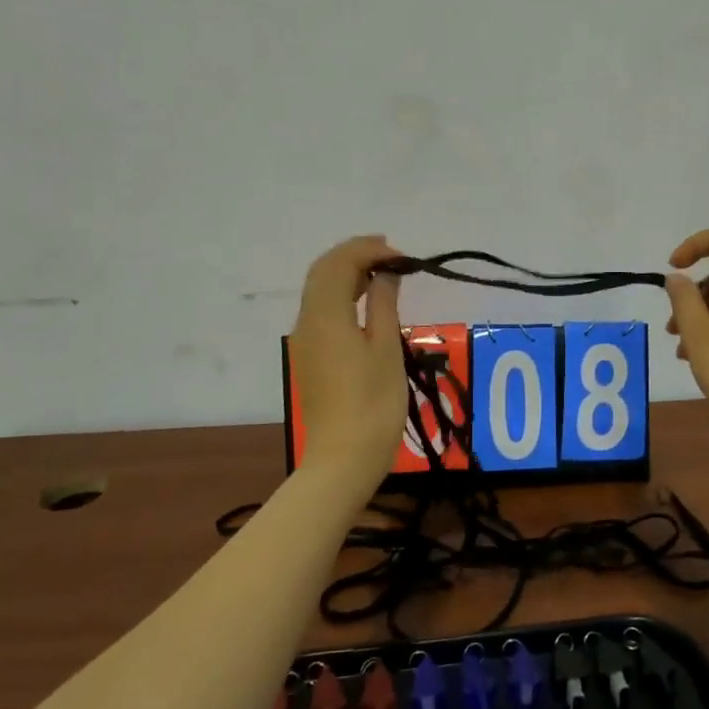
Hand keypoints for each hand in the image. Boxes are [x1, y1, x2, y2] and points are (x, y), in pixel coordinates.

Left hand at [289, 235, 407, 478]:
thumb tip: (386, 273)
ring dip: (346, 272)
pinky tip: (365, 301)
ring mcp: (305, 340)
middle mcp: (307, 321)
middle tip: (391, 252)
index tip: (403, 256)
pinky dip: (341, 293)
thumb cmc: (373, 403)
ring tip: (382, 270)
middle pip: (323, 271)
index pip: (340, 263)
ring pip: (318, 289)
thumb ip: (384, 303)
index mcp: (326, 315)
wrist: (343, 457)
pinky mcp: (311, 356)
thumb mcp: (386, 348)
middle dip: (354, 254)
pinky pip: (320, 309)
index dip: (370, 250)